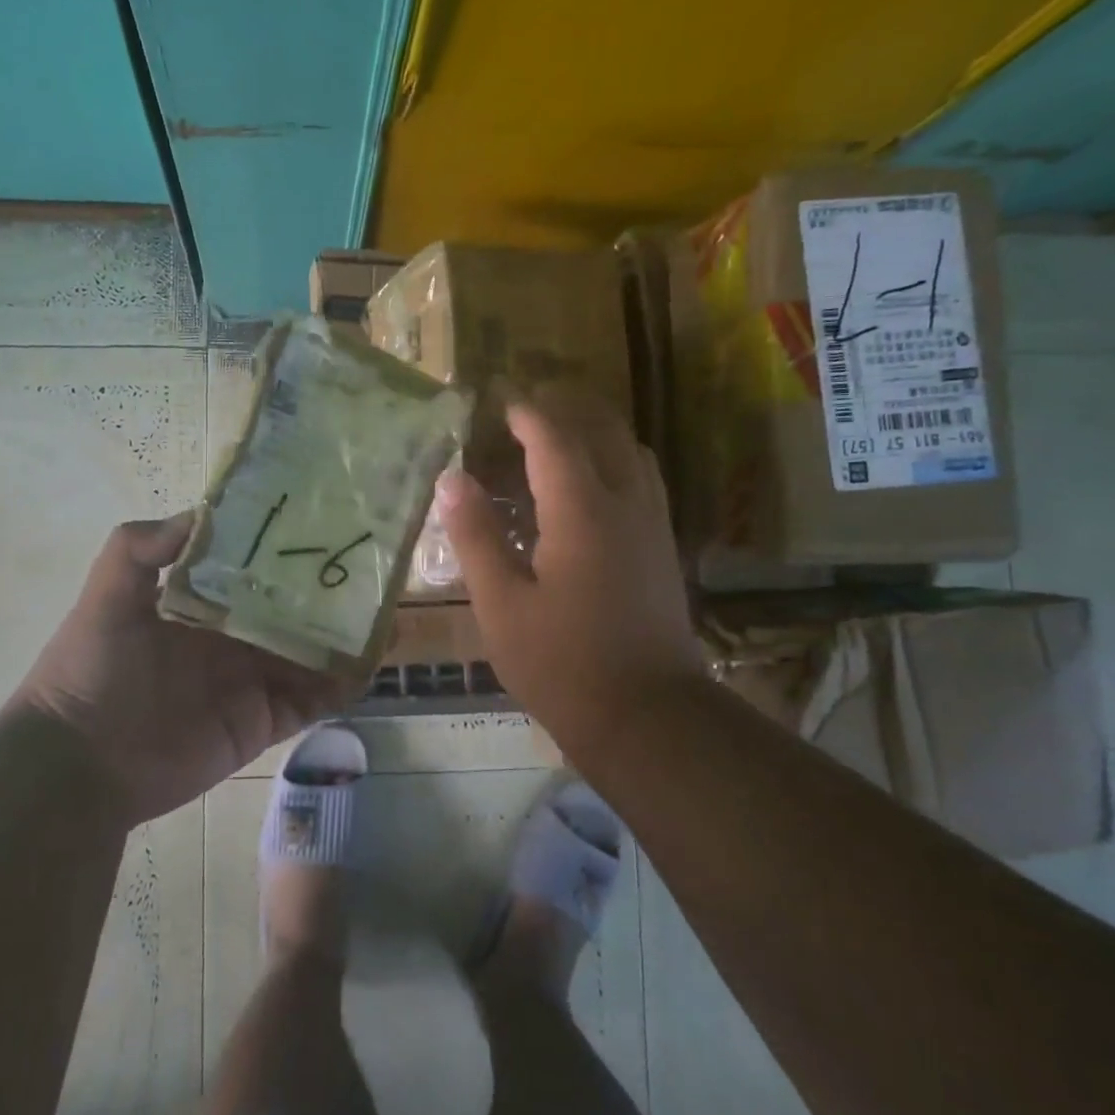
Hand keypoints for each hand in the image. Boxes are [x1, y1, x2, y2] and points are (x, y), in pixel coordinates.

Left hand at [10, 514, 350, 826]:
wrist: (81, 763)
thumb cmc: (92, 670)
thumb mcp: (106, 596)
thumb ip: (140, 547)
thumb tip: (202, 511)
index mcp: (201, 604)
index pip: (254, 570)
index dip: (286, 552)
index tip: (325, 527)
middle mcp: (232, 638)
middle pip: (291, 611)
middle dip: (327, 594)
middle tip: (373, 571)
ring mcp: (251, 681)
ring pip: (311, 655)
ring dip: (345, 638)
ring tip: (389, 615)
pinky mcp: (263, 722)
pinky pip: (312, 701)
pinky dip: (341, 686)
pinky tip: (370, 663)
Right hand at [436, 387, 701, 753]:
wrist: (648, 717)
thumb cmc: (562, 663)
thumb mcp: (501, 604)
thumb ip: (476, 536)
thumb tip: (452, 480)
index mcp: (582, 510)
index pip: (554, 438)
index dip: (525, 412)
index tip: (498, 397)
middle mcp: (626, 503)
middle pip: (603, 430)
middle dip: (566, 407)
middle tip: (526, 406)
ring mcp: (652, 524)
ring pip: (631, 451)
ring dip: (595, 431)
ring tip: (556, 437)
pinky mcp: (663, 548)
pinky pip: (641, 479)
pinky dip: (613, 460)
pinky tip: (588, 486)